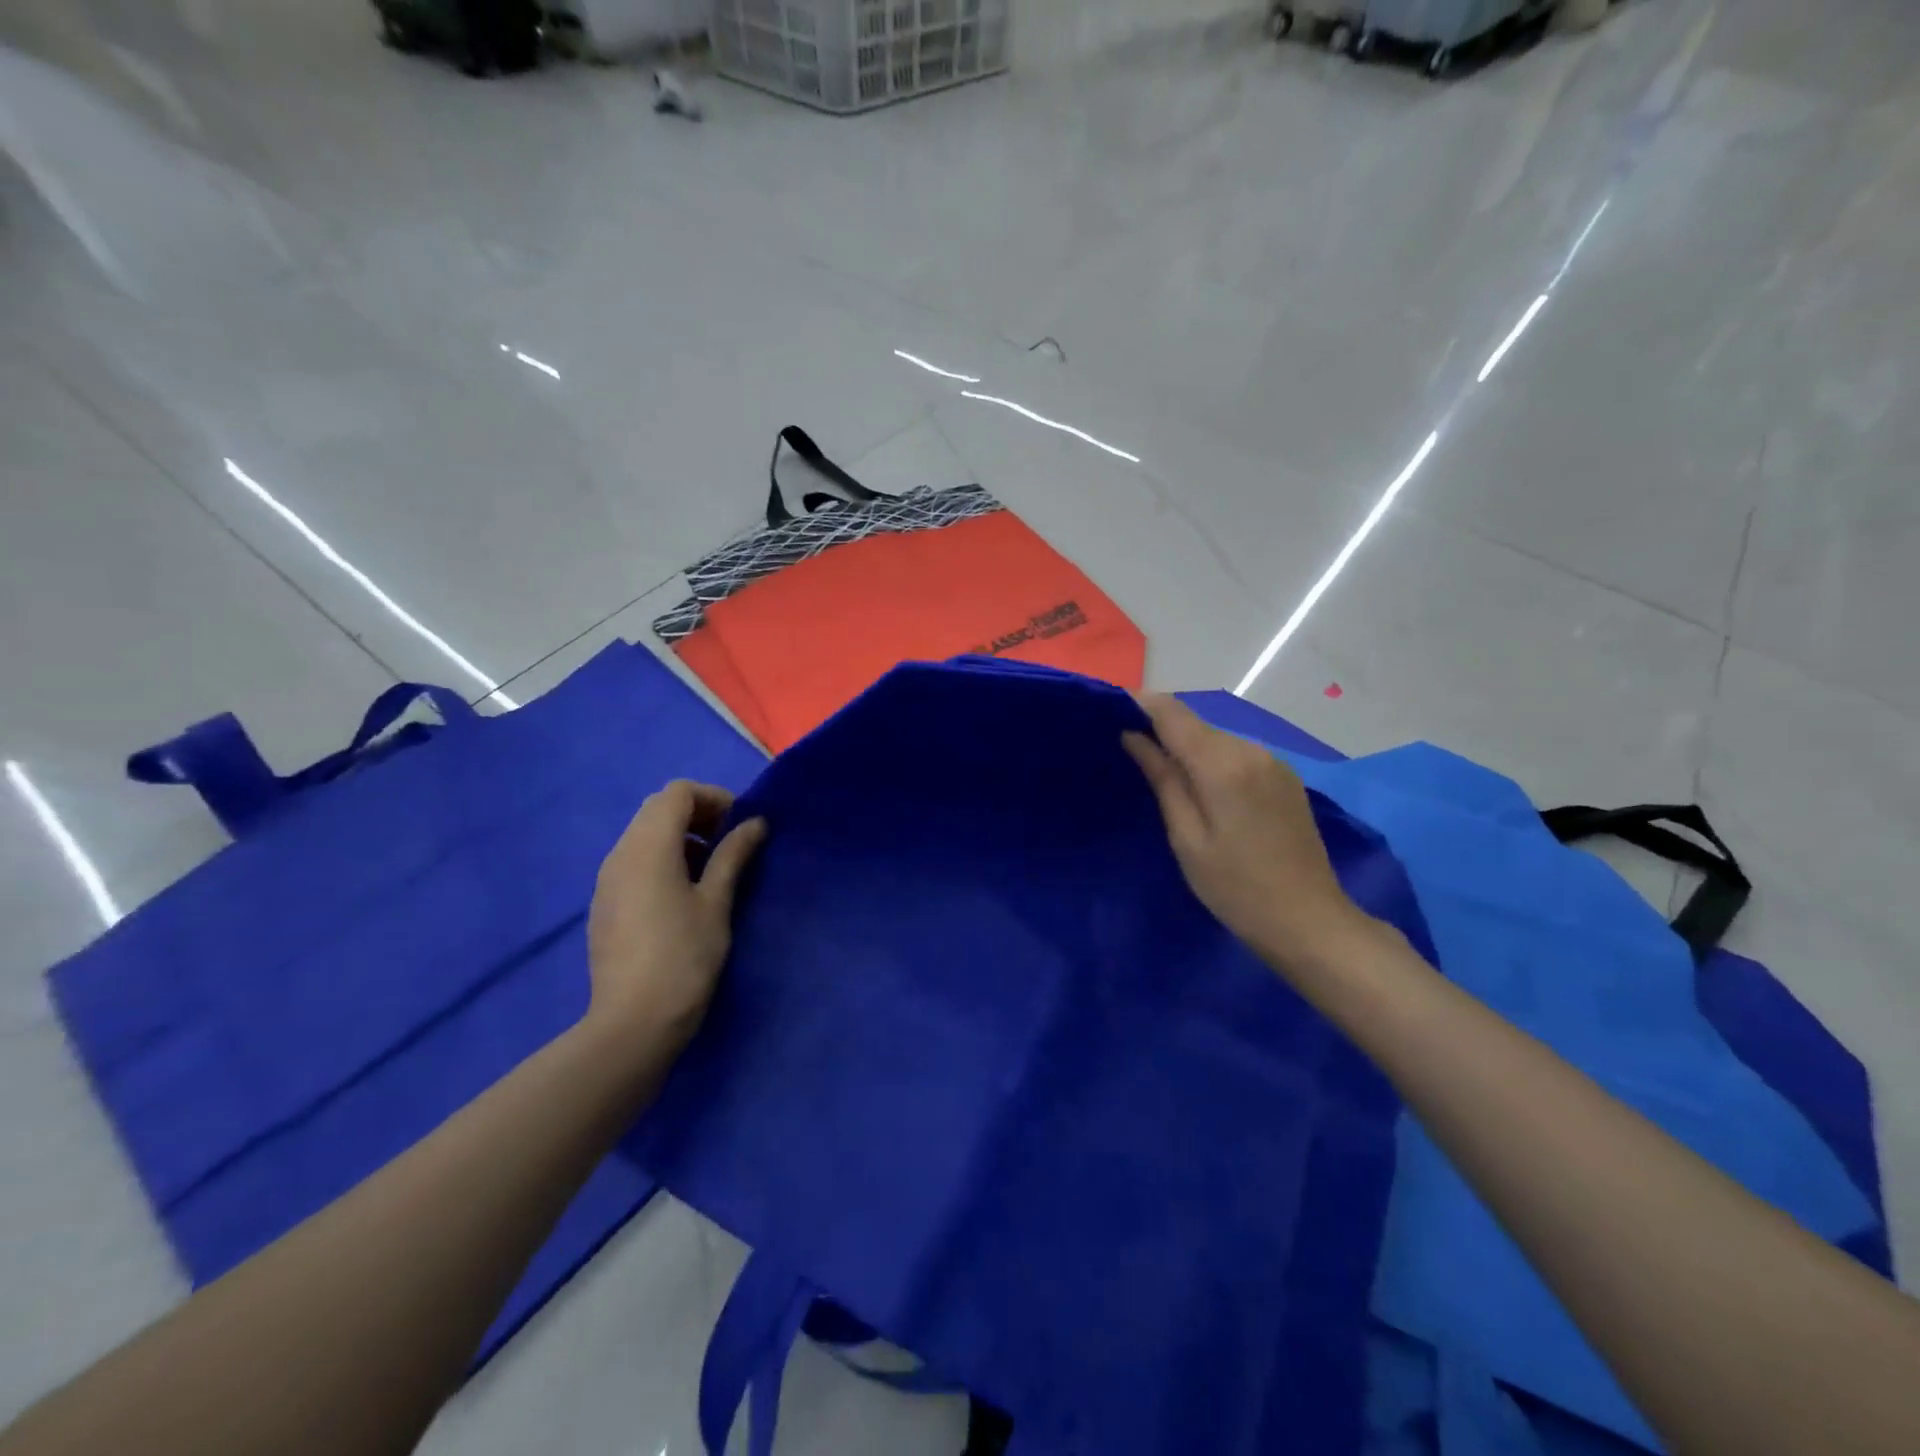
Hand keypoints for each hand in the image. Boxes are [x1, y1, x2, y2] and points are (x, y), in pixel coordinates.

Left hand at [586, 781, 766, 1055]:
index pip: (677, 793)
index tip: (741, 825)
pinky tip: (684, 895)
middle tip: (730, 843)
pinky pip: (634, 862)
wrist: (633, 1023)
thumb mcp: (717, 902)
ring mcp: (607, 880)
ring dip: (680, 838)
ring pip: (644, 835)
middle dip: (698, 815)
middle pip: (658, 809)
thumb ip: (733, 855)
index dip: (713, 798)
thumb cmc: (684, 957)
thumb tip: (754, 823)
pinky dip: (662, 859)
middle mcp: (620, 854)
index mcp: (648, 847)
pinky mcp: (605, 904)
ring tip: (712, 870)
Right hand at [1123, 694, 1369, 971]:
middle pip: (1196, 725)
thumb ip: (1162, 780)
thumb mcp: (1187, 838)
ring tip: (1162, 771)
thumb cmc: (1235, 887)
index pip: (1173, 714)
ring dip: (1189, 747)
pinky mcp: (1285, 778)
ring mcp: (1273, 763)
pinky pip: (1238, 755)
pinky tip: (1204, 789)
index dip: (1141, 704)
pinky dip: (1213, 760)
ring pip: (1217, 739)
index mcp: (1223, 765)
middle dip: (1162, 729)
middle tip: (1129, 749)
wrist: (1308, 921)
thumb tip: (1134, 737)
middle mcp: (1252, 751)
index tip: (1112, 709)